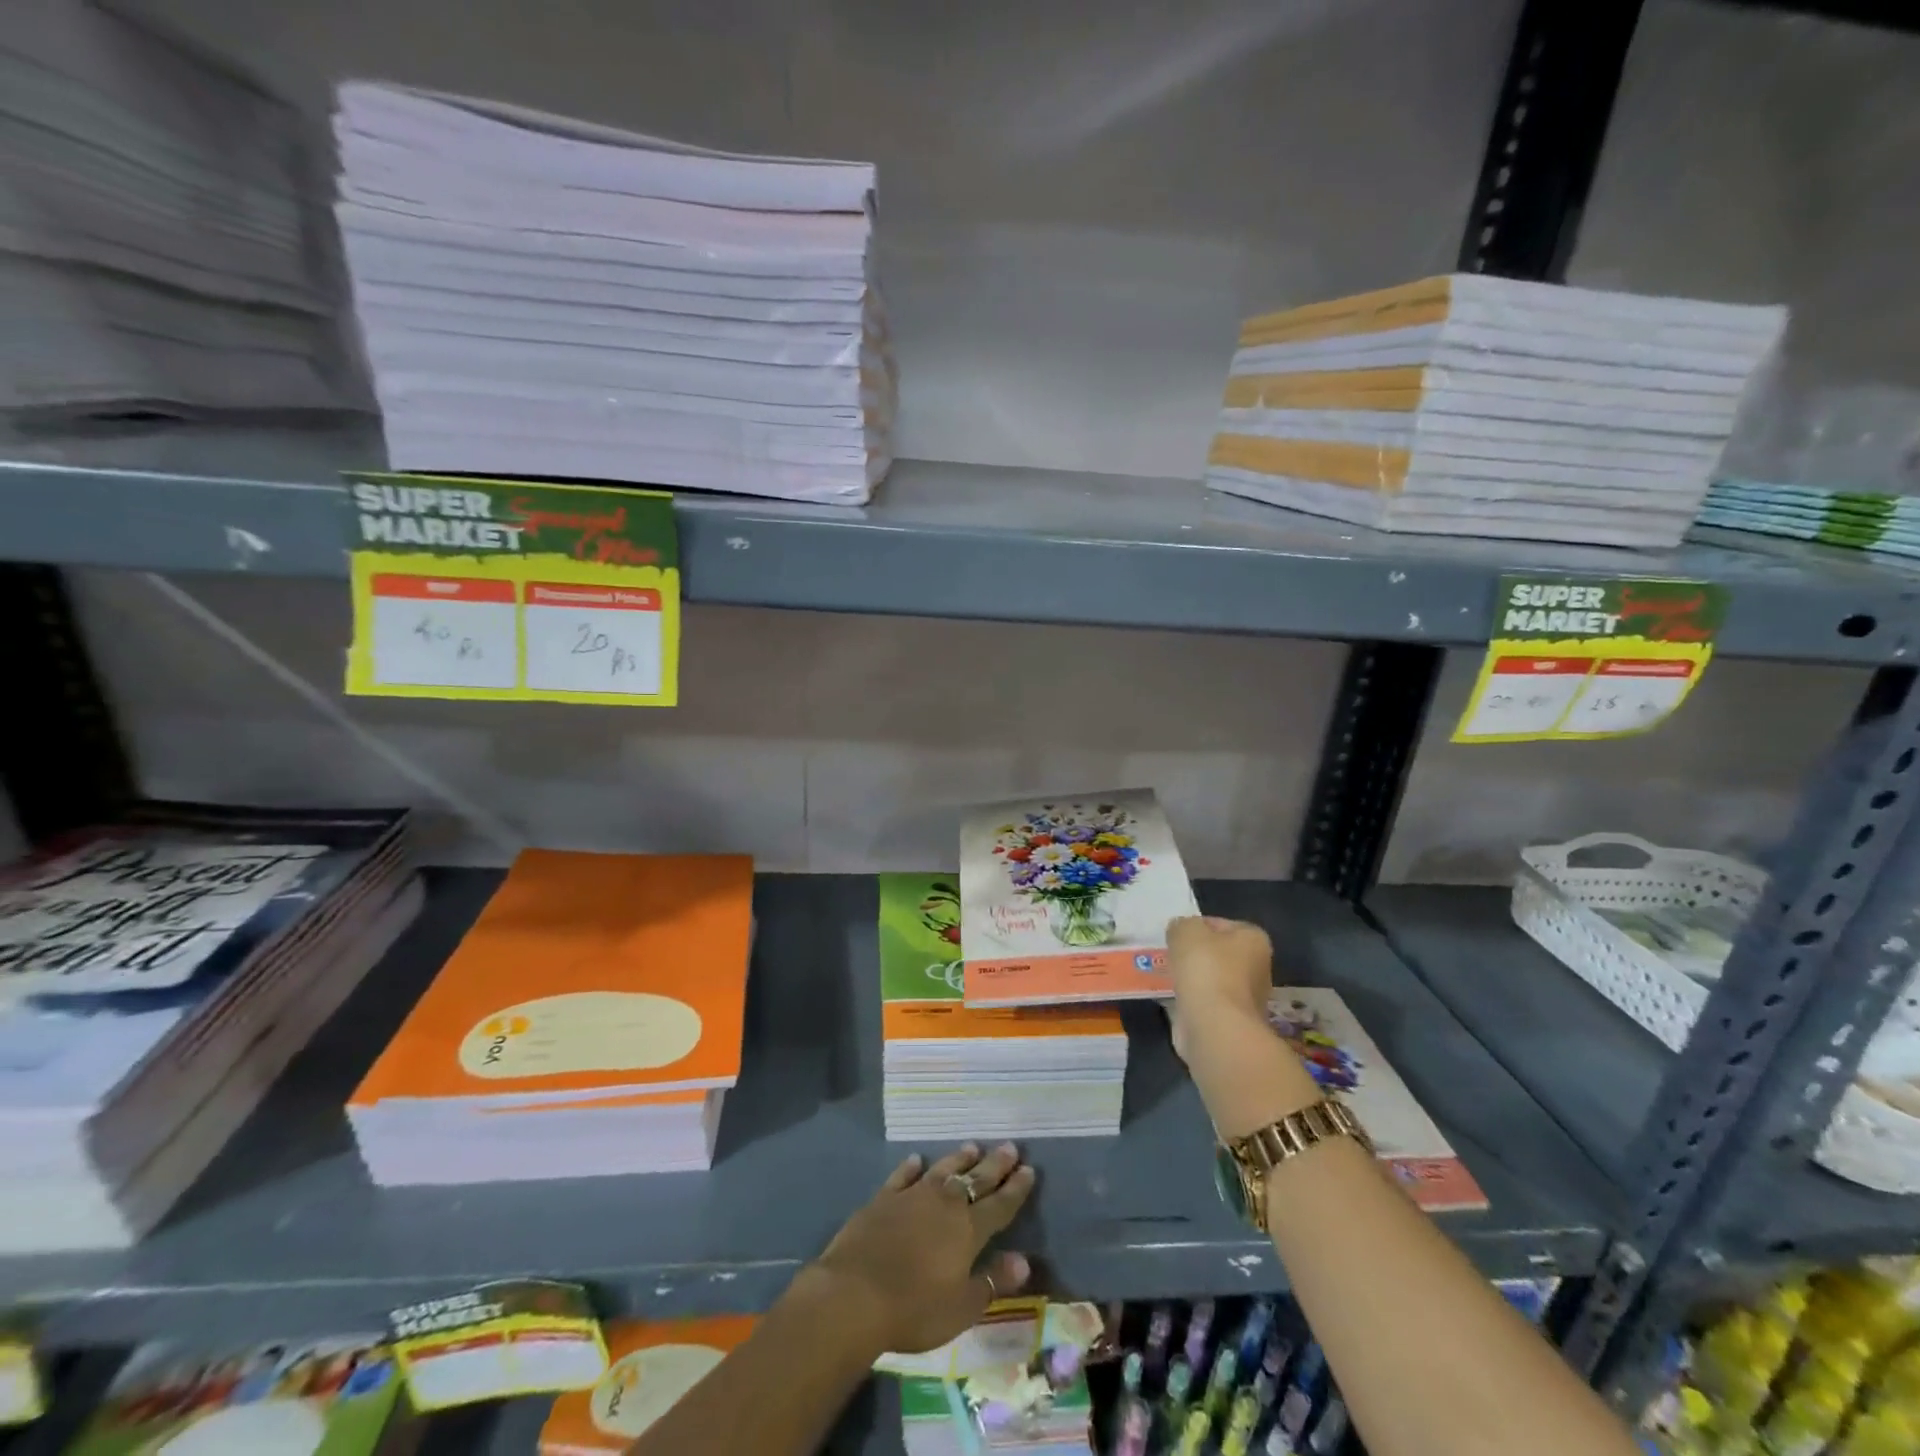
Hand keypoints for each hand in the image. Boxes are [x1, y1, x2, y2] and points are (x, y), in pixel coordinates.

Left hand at [800, 1143, 1035, 1357]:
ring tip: (972, 1146)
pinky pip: (903, 1176)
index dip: (1015, 1189)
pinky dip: (912, 1167)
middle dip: (995, 1164)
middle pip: (975, 1180)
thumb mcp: (961, 1307)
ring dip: (959, 1159)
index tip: (1028, 1170)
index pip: (999, 1205)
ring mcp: (912, 1196)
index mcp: (967, 1230)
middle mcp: (944, 1204)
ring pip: (942, 1170)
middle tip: (1010, 1146)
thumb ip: (992, 1281)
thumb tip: (1024, 1260)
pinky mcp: (883, 1198)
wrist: (854, 1294)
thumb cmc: (913, 1309)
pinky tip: (918, 1159)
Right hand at [1166, 915, 1274, 1061]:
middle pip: (1219, 954)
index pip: (1221, 924)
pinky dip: (1191, 1001)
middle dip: (1196, 955)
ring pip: (1212, 980)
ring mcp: (1247, 999)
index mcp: (1254, 939)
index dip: (1196, 926)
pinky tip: (1173, 999)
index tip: (1177, 936)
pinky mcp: (1232, 1022)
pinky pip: (1206, 1003)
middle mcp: (1258, 968)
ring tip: (1168, 977)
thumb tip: (1180, 932)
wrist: (1214, 1026)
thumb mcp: (1185, 930)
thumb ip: (1182, 925)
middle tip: (1170, 955)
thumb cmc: (1206, 968)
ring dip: (1192, 979)